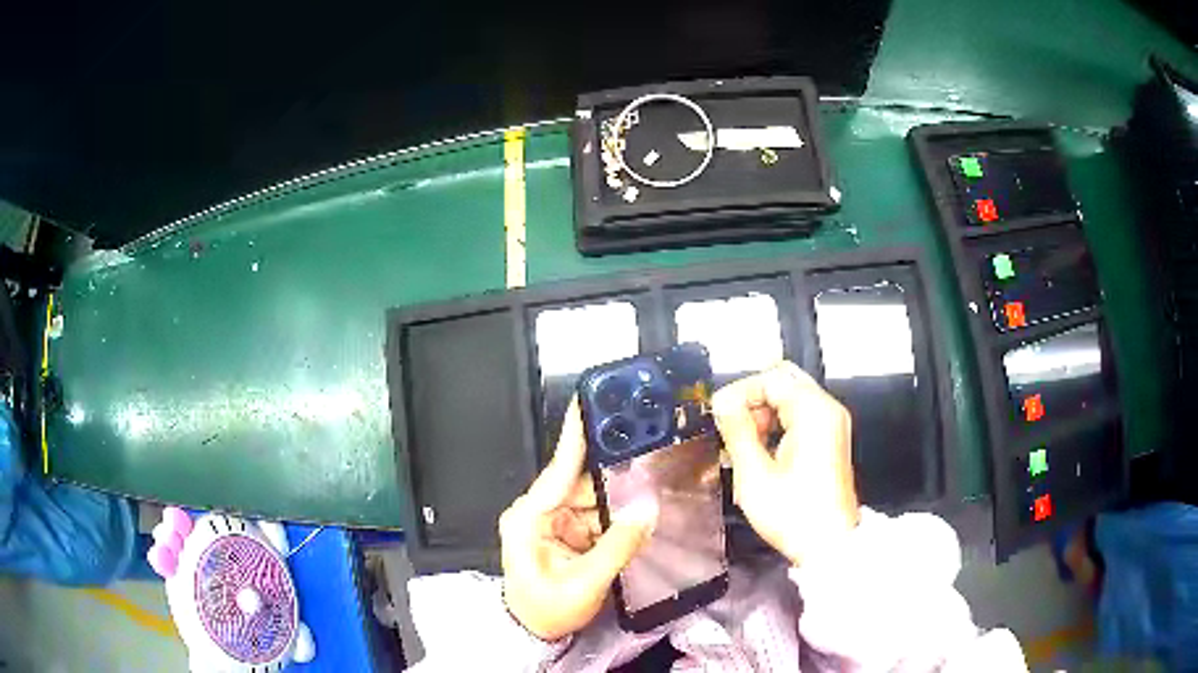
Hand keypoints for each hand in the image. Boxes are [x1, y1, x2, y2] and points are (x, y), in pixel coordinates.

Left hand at [499, 399, 657, 640]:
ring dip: (618, 499)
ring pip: (593, 497)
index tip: (589, 403)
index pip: (558, 469)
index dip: (576, 435)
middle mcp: (538, 512)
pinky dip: (615, 516)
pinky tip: (634, 516)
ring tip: (647, 496)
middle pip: (582, 481)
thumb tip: (646, 511)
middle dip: (614, 476)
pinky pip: (595, 514)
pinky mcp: (566, 531)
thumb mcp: (584, 584)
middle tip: (646, 463)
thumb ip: (617, 547)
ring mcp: (553, 521)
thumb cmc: (545, 611)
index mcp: (529, 518)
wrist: (535, 632)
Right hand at [712, 361, 858, 566]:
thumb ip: (737, 430)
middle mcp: (827, 411)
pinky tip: (760, 453)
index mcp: (813, 412)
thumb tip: (722, 402)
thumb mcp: (755, 474)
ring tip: (742, 445)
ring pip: (790, 399)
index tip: (718, 413)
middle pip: (783, 382)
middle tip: (731, 427)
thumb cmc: (794, 514)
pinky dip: (777, 426)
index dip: (739, 392)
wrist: (828, 545)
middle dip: (752, 400)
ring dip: (763, 414)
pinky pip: (799, 417)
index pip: (770, 378)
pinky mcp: (830, 440)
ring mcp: (831, 425)